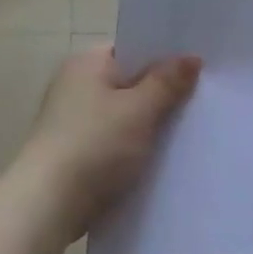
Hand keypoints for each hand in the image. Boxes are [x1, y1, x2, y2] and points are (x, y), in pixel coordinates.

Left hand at [19, 45, 201, 241]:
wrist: (50, 203)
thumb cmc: (95, 145)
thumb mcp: (139, 110)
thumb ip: (167, 82)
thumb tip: (191, 57)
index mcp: (86, 64)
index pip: (131, 49)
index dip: (164, 57)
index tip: (199, 70)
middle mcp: (75, 86)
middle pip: (129, 83)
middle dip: (161, 94)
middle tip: (202, 102)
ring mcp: (72, 121)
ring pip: (123, 116)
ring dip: (149, 126)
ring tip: (188, 133)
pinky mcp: (75, 153)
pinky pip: (114, 142)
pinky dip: (133, 148)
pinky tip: (160, 160)